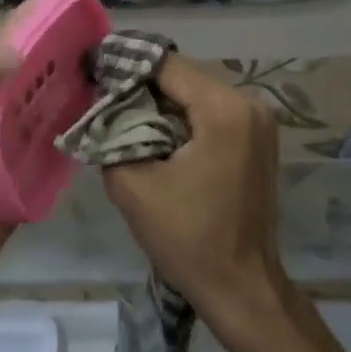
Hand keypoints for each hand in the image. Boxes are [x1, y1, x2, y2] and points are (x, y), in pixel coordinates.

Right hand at [101, 54, 288, 332]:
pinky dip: (182, 115)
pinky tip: (155, 130)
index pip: (165, 64)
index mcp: (224, 109)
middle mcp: (250, 103)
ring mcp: (259, 120)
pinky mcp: (258, 137)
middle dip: (141, 82)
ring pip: (196, 91)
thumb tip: (102, 107)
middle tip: (100, 90)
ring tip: (121, 109)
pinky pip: (212, 111)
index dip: (124, 64)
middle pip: (183, 75)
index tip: (90, 66)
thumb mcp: (133, 185)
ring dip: (161, 99)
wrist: (242, 288)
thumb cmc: (188, 239)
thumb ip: (110, 135)